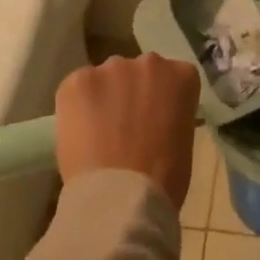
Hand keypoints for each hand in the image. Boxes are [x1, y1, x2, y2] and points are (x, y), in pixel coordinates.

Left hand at [54, 54, 199, 209]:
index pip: (173, 76)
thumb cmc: (163, 178)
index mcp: (181, 75)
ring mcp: (111, 68)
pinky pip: (77, 88)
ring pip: (105, 79)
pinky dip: (76, 107)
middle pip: (137, 73)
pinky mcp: (78, 80)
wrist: (122, 197)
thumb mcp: (182, 140)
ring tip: (97, 134)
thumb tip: (151, 120)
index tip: (154, 120)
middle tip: (125, 127)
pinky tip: (79, 134)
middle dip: (131, 93)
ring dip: (103, 98)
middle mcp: (149, 62)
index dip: (160, 99)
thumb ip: (169, 116)